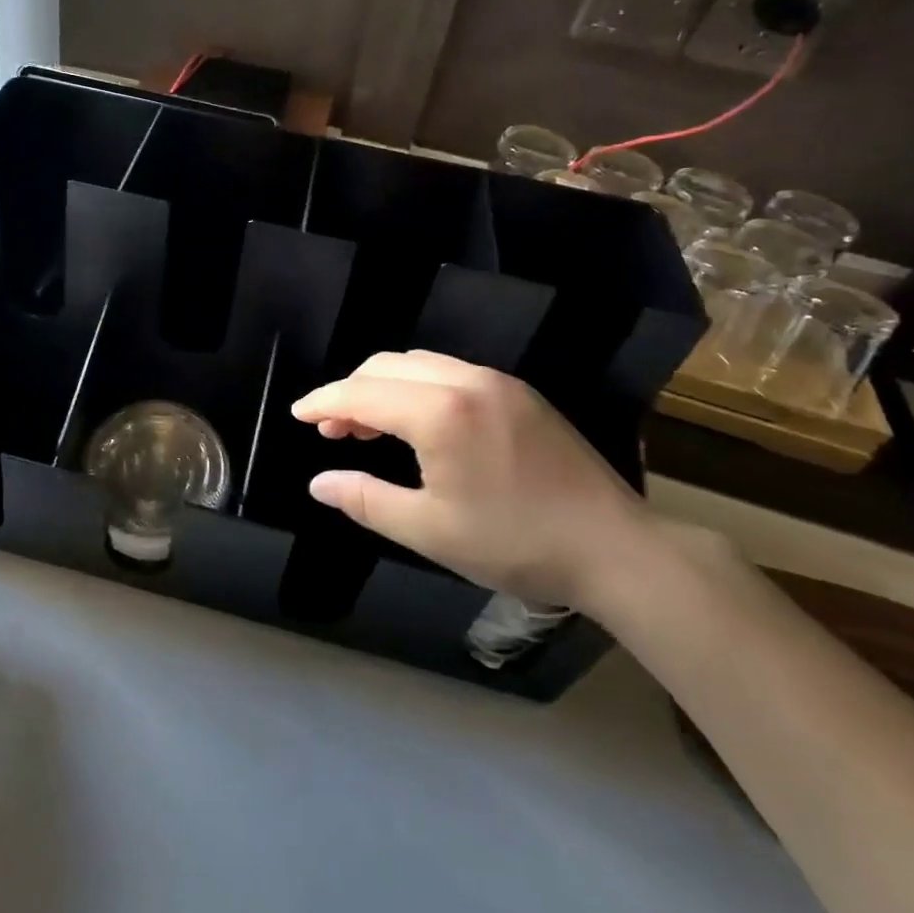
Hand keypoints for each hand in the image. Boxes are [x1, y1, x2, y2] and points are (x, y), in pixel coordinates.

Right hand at [290, 351, 647, 608]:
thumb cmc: (515, 543)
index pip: (361, 393)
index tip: (297, 414)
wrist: (616, 549)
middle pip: (386, 367)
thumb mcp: (429, 531)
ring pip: (418, 363)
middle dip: (350, 391)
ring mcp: (498, 382)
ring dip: (383, 387)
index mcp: (440, 412)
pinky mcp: (519, 393)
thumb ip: (366, 500)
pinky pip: (449, 372)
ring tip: (369, 428)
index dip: (323, 401)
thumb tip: (319, 483)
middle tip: (331, 430)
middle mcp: (466, 381)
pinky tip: (418, 424)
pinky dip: (416, 387)